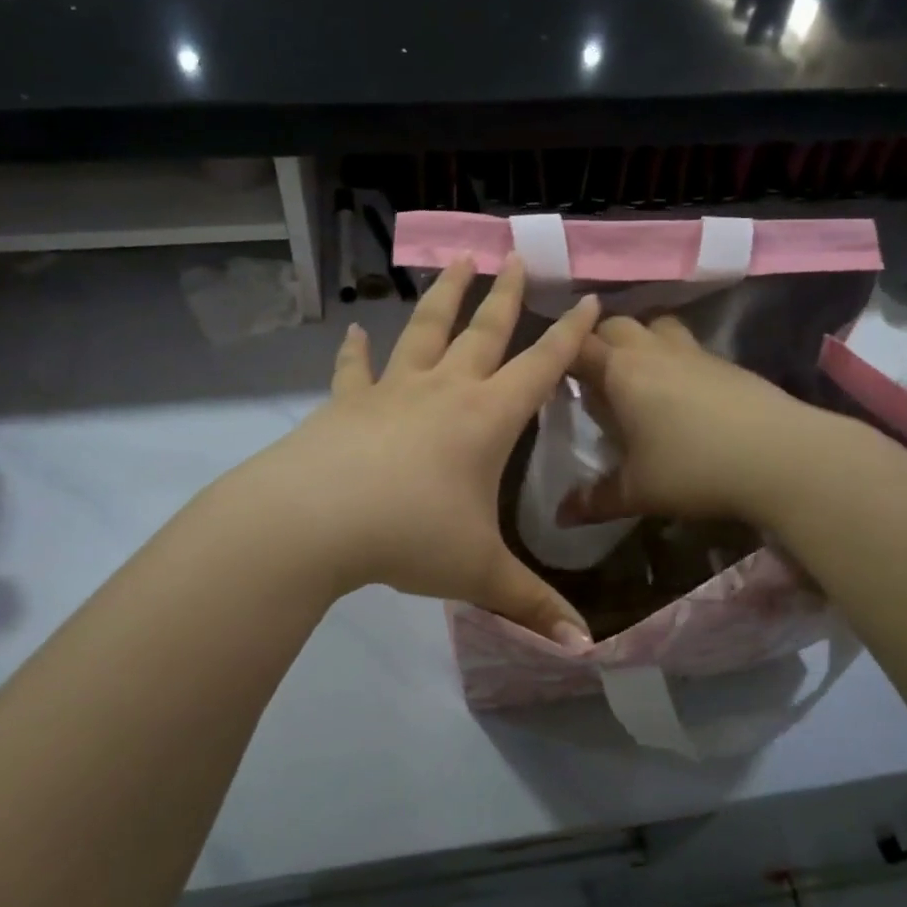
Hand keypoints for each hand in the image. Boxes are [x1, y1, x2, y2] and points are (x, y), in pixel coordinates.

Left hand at [239, 256, 598, 646]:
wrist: (314, 521)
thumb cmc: (410, 537)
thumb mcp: (478, 574)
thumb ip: (532, 606)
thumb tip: (585, 649)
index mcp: (486, 418)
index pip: (541, 367)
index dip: (571, 336)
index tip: (592, 300)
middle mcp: (444, 391)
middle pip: (483, 332)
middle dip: (506, 295)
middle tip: (516, 257)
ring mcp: (392, 391)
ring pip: (425, 331)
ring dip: (443, 296)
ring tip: (456, 259)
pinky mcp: (346, 404)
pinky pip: (354, 369)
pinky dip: (354, 350)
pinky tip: (354, 331)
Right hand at [565, 314, 854, 527]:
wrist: (781, 456)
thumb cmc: (694, 468)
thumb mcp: (638, 491)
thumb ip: (595, 500)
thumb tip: (560, 516)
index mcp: (622, 371)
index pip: (577, 346)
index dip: (558, 355)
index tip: (548, 375)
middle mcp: (654, 350)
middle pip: (614, 324)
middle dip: (596, 342)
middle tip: (591, 379)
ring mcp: (693, 352)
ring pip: (655, 325)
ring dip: (638, 341)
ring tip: (636, 376)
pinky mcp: (726, 363)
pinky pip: (686, 345)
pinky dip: (671, 357)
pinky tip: (679, 395)